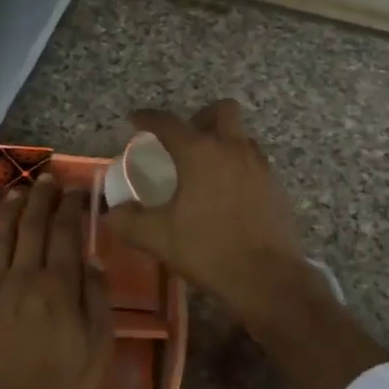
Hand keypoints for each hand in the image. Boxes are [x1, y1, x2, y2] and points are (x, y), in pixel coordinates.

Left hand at [0, 175, 113, 388]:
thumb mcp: (98, 349)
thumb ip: (96, 300)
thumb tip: (91, 261)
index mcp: (59, 287)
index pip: (67, 234)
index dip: (72, 207)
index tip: (78, 189)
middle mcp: (23, 278)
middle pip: (33, 227)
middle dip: (42, 198)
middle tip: (48, 179)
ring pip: (0, 237)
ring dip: (10, 210)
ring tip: (18, 191)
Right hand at [107, 100, 385, 388]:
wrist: (266, 277)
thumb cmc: (207, 250)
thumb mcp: (157, 238)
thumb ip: (128, 221)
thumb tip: (112, 213)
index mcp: (200, 152)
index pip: (168, 122)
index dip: (148, 118)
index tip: (136, 120)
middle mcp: (233, 148)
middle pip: (221, 111)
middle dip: (200, 117)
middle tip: (185, 140)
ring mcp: (260, 166)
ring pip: (241, 136)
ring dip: (223, 141)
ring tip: (206, 168)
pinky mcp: (276, 186)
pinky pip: (255, 162)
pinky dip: (239, 166)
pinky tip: (228, 194)